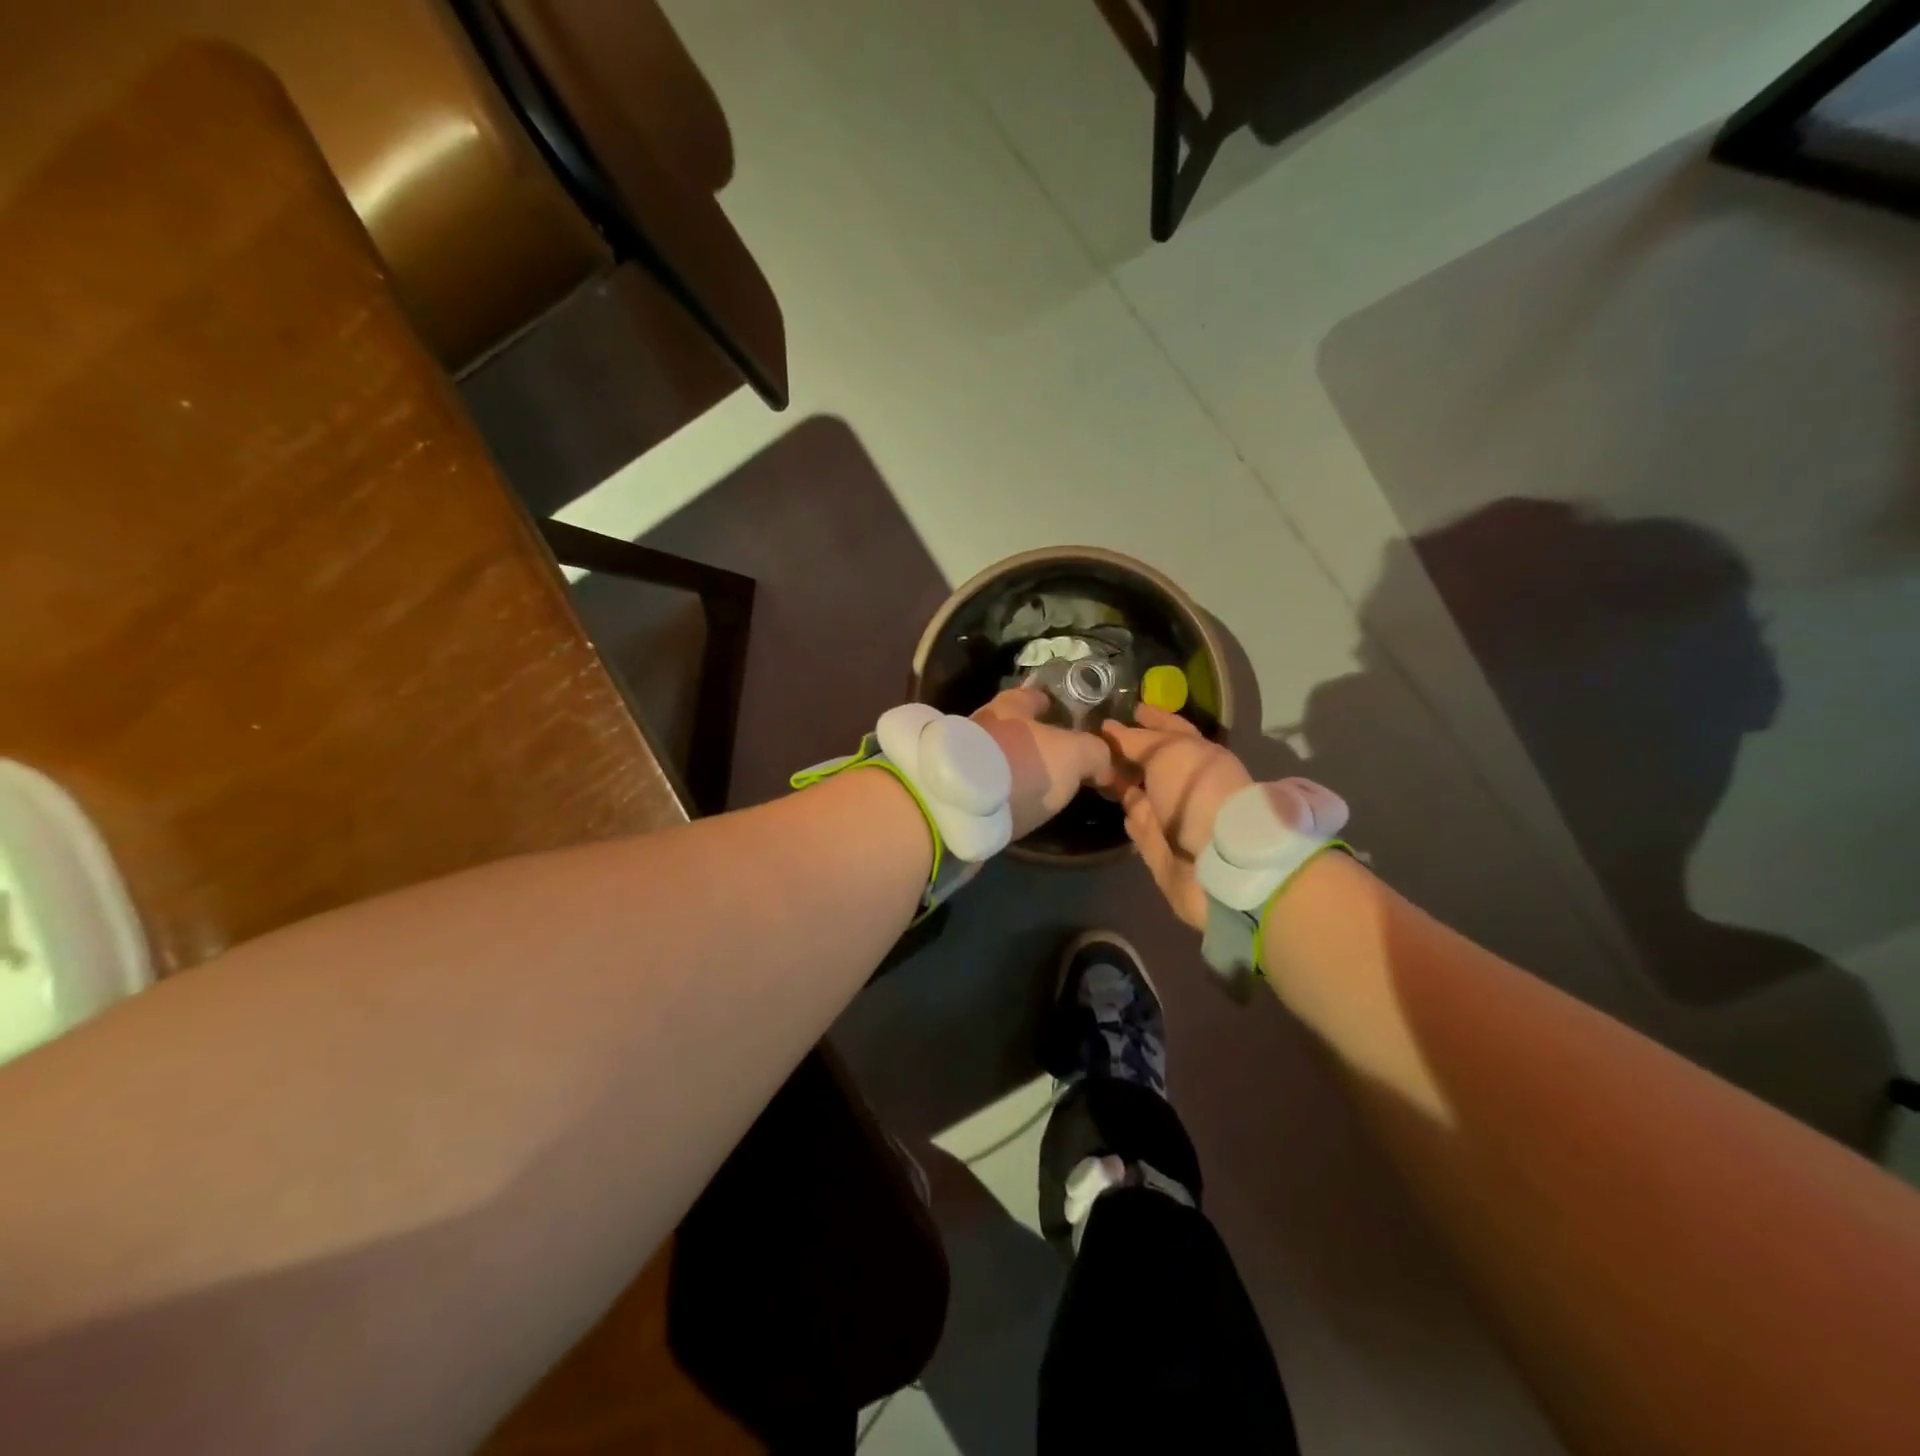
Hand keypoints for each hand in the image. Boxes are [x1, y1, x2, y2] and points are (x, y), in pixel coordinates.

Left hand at [972, 687, 1115, 838]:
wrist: (964, 807)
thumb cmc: (1024, 765)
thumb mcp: (1075, 754)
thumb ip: (1095, 753)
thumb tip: (1104, 765)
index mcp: (1009, 707)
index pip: (1031, 696)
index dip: (1048, 703)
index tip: (1060, 712)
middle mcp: (982, 726)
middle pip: (1012, 728)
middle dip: (1032, 739)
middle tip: (1058, 758)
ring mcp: (964, 760)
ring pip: (998, 758)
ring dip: (1015, 768)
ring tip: (1039, 786)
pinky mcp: (957, 792)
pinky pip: (986, 786)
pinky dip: (1001, 792)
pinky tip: (1015, 805)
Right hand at [1102, 705, 1252, 928]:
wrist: (1215, 858)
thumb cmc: (1196, 791)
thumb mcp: (1167, 751)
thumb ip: (1136, 740)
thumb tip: (1109, 730)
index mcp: (1198, 754)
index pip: (1172, 728)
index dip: (1152, 717)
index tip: (1130, 708)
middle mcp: (1186, 783)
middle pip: (1154, 762)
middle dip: (1131, 751)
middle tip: (1098, 740)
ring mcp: (1171, 815)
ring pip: (1141, 792)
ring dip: (1122, 781)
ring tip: (1093, 768)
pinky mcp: (1157, 844)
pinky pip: (1136, 821)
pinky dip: (1125, 812)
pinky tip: (1108, 801)